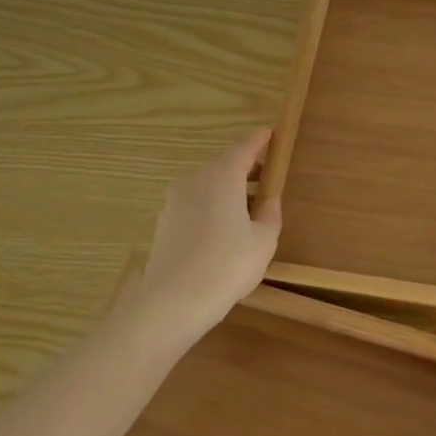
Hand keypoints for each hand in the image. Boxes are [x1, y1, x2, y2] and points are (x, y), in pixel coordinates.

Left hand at [125, 130, 282, 341]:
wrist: (172, 301)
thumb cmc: (227, 265)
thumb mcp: (263, 240)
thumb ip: (269, 213)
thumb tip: (268, 200)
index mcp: (222, 175)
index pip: (245, 146)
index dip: (260, 140)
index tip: (271, 135)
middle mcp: (195, 178)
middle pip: (224, 163)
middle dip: (245, 167)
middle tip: (266, 178)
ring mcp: (174, 199)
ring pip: (207, 183)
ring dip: (227, 188)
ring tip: (247, 208)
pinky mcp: (164, 220)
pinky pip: (194, 202)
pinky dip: (211, 204)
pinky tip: (222, 229)